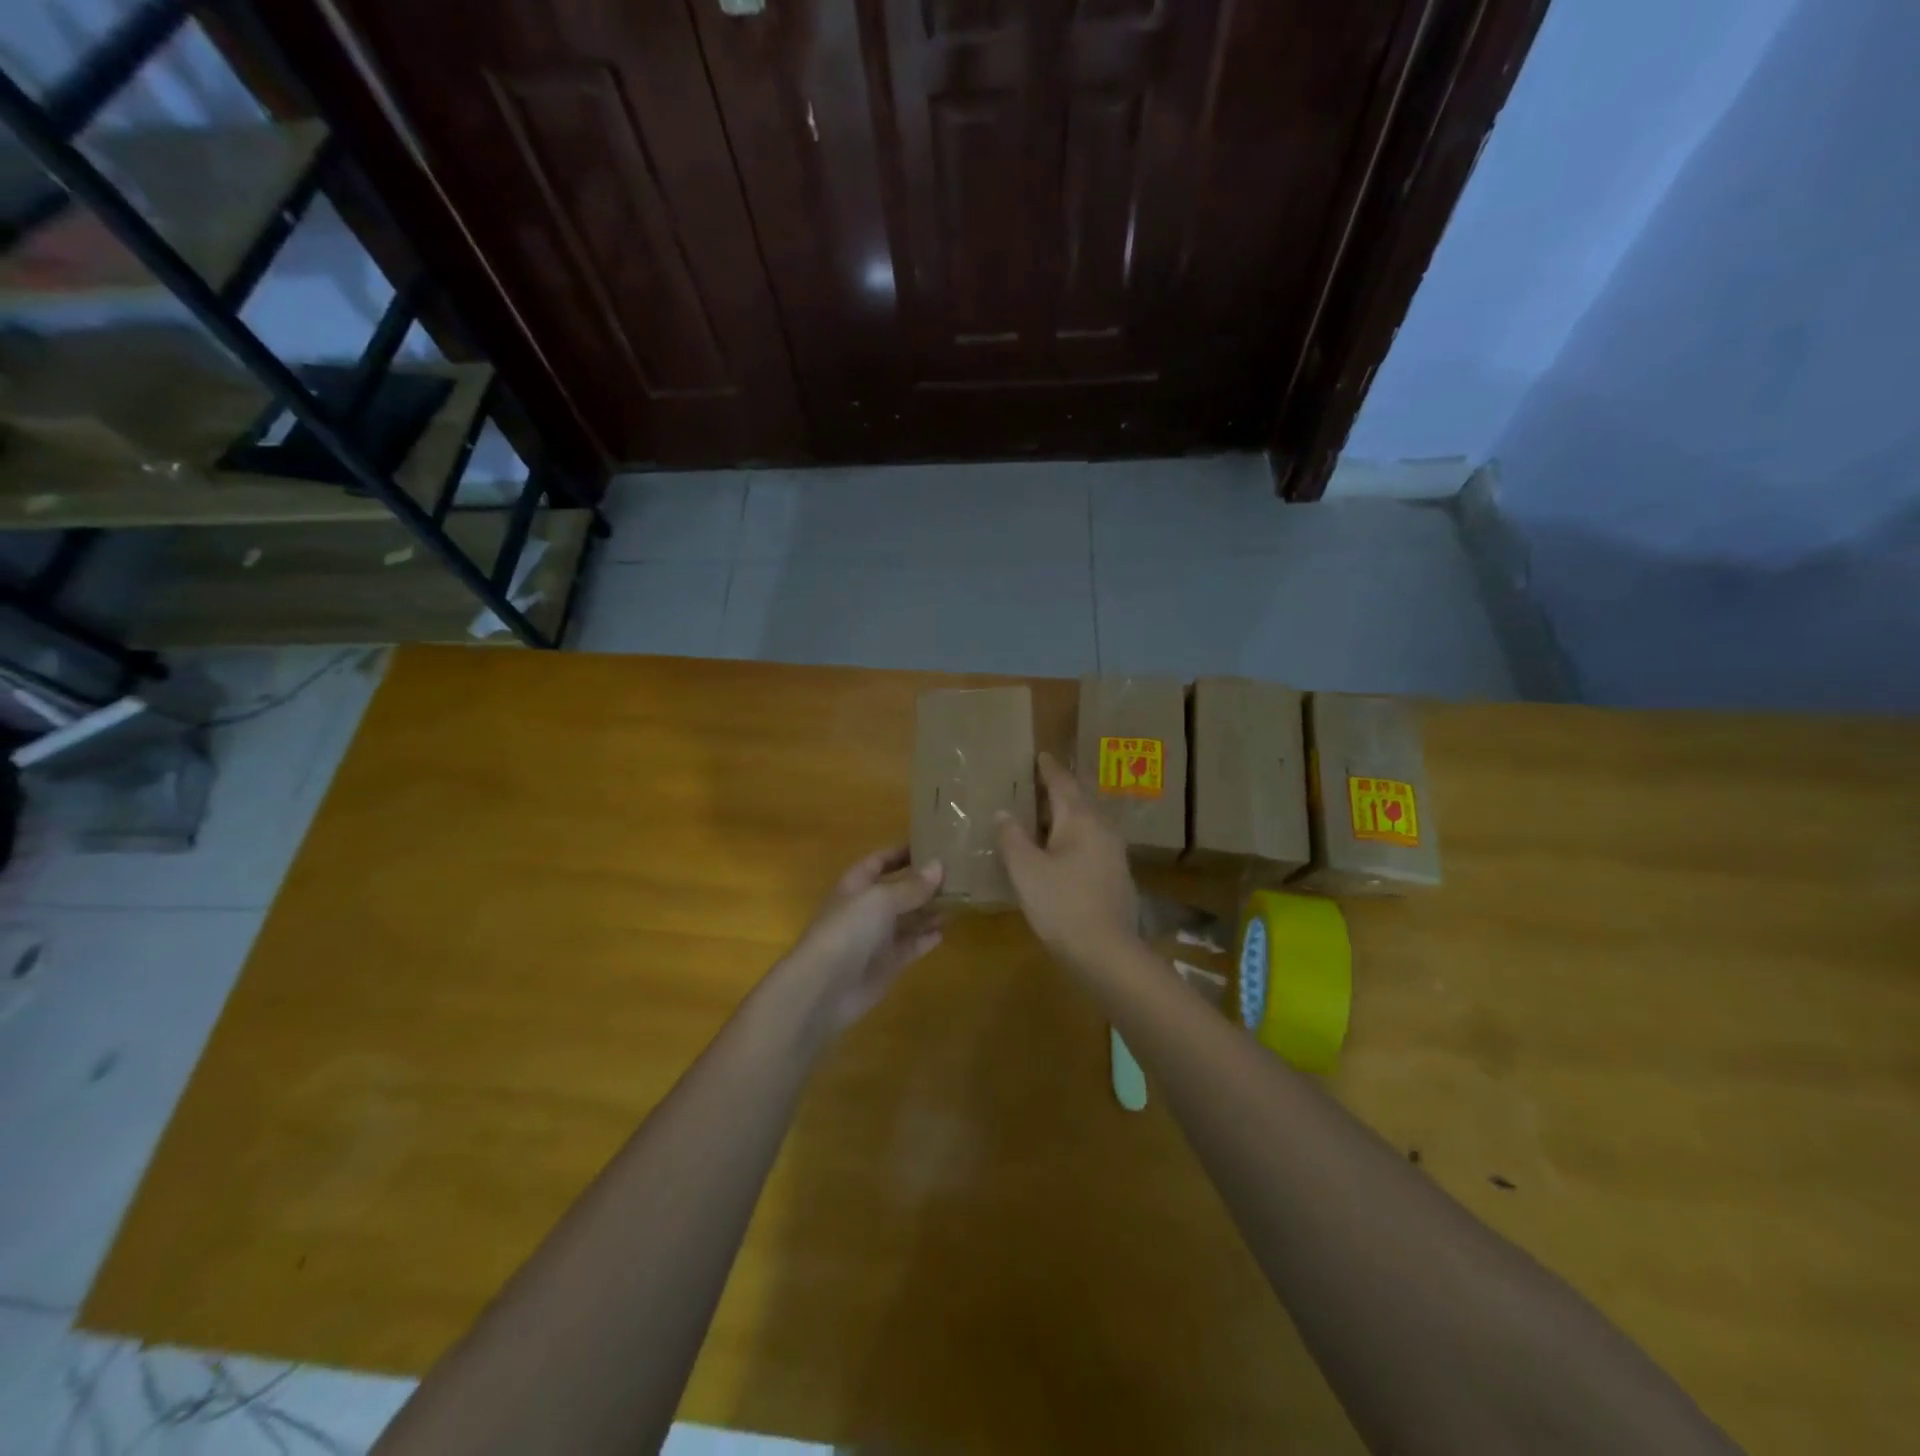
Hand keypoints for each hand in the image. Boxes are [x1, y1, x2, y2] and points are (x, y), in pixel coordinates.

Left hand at [777, 846, 944, 1035]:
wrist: (824, 987)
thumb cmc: (848, 931)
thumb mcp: (881, 900)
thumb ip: (911, 886)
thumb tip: (939, 866)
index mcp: (857, 884)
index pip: (881, 861)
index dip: (902, 852)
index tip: (932, 844)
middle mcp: (866, 908)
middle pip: (898, 890)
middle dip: (923, 882)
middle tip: (958, 873)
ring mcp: (876, 938)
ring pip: (908, 919)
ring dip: (929, 910)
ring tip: (960, 899)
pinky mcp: (886, 965)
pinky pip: (911, 946)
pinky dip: (926, 939)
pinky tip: (944, 931)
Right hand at [996, 752, 1139, 968]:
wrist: (1106, 951)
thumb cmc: (1061, 904)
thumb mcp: (1026, 870)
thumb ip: (1012, 838)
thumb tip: (1004, 813)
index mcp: (1081, 820)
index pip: (1063, 784)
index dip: (1049, 769)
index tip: (1041, 755)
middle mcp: (1102, 828)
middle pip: (1080, 800)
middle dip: (1061, 790)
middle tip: (1041, 782)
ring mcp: (1114, 853)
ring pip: (1088, 823)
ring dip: (1069, 815)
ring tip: (1047, 816)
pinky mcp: (1117, 875)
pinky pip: (1093, 843)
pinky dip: (1075, 838)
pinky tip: (1062, 852)